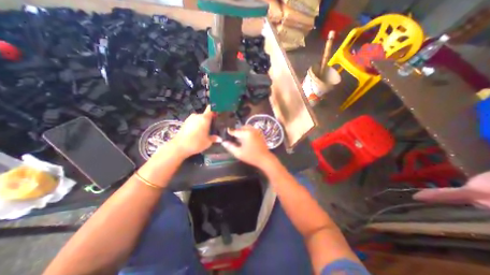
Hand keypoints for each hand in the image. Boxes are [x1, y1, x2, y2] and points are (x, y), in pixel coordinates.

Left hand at [167, 106, 218, 159]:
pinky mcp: (184, 123)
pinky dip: (196, 125)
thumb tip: (220, 138)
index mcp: (204, 118)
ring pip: (199, 119)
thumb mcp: (208, 142)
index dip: (215, 111)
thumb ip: (214, 138)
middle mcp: (197, 116)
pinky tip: (197, 133)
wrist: (179, 147)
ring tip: (205, 131)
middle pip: (205, 115)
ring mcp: (190, 118)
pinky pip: (193, 122)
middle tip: (213, 127)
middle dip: (209, 120)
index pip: (211, 109)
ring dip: (202, 123)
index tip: (218, 115)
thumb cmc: (196, 143)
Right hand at [223, 124, 274, 166]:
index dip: (229, 132)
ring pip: (246, 127)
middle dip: (236, 132)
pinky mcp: (259, 133)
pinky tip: (246, 139)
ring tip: (240, 139)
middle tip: (233, 138)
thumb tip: (223, 142)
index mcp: (246, 133)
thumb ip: (230, 147)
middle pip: (241, 128)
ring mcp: (256, 130)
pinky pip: (251, 129)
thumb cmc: (251, 156)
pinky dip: (247, 132)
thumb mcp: (238, 153)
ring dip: (242, 131)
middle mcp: (251, 129)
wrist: (265, 158)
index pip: (234, 131)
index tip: (225, 134)